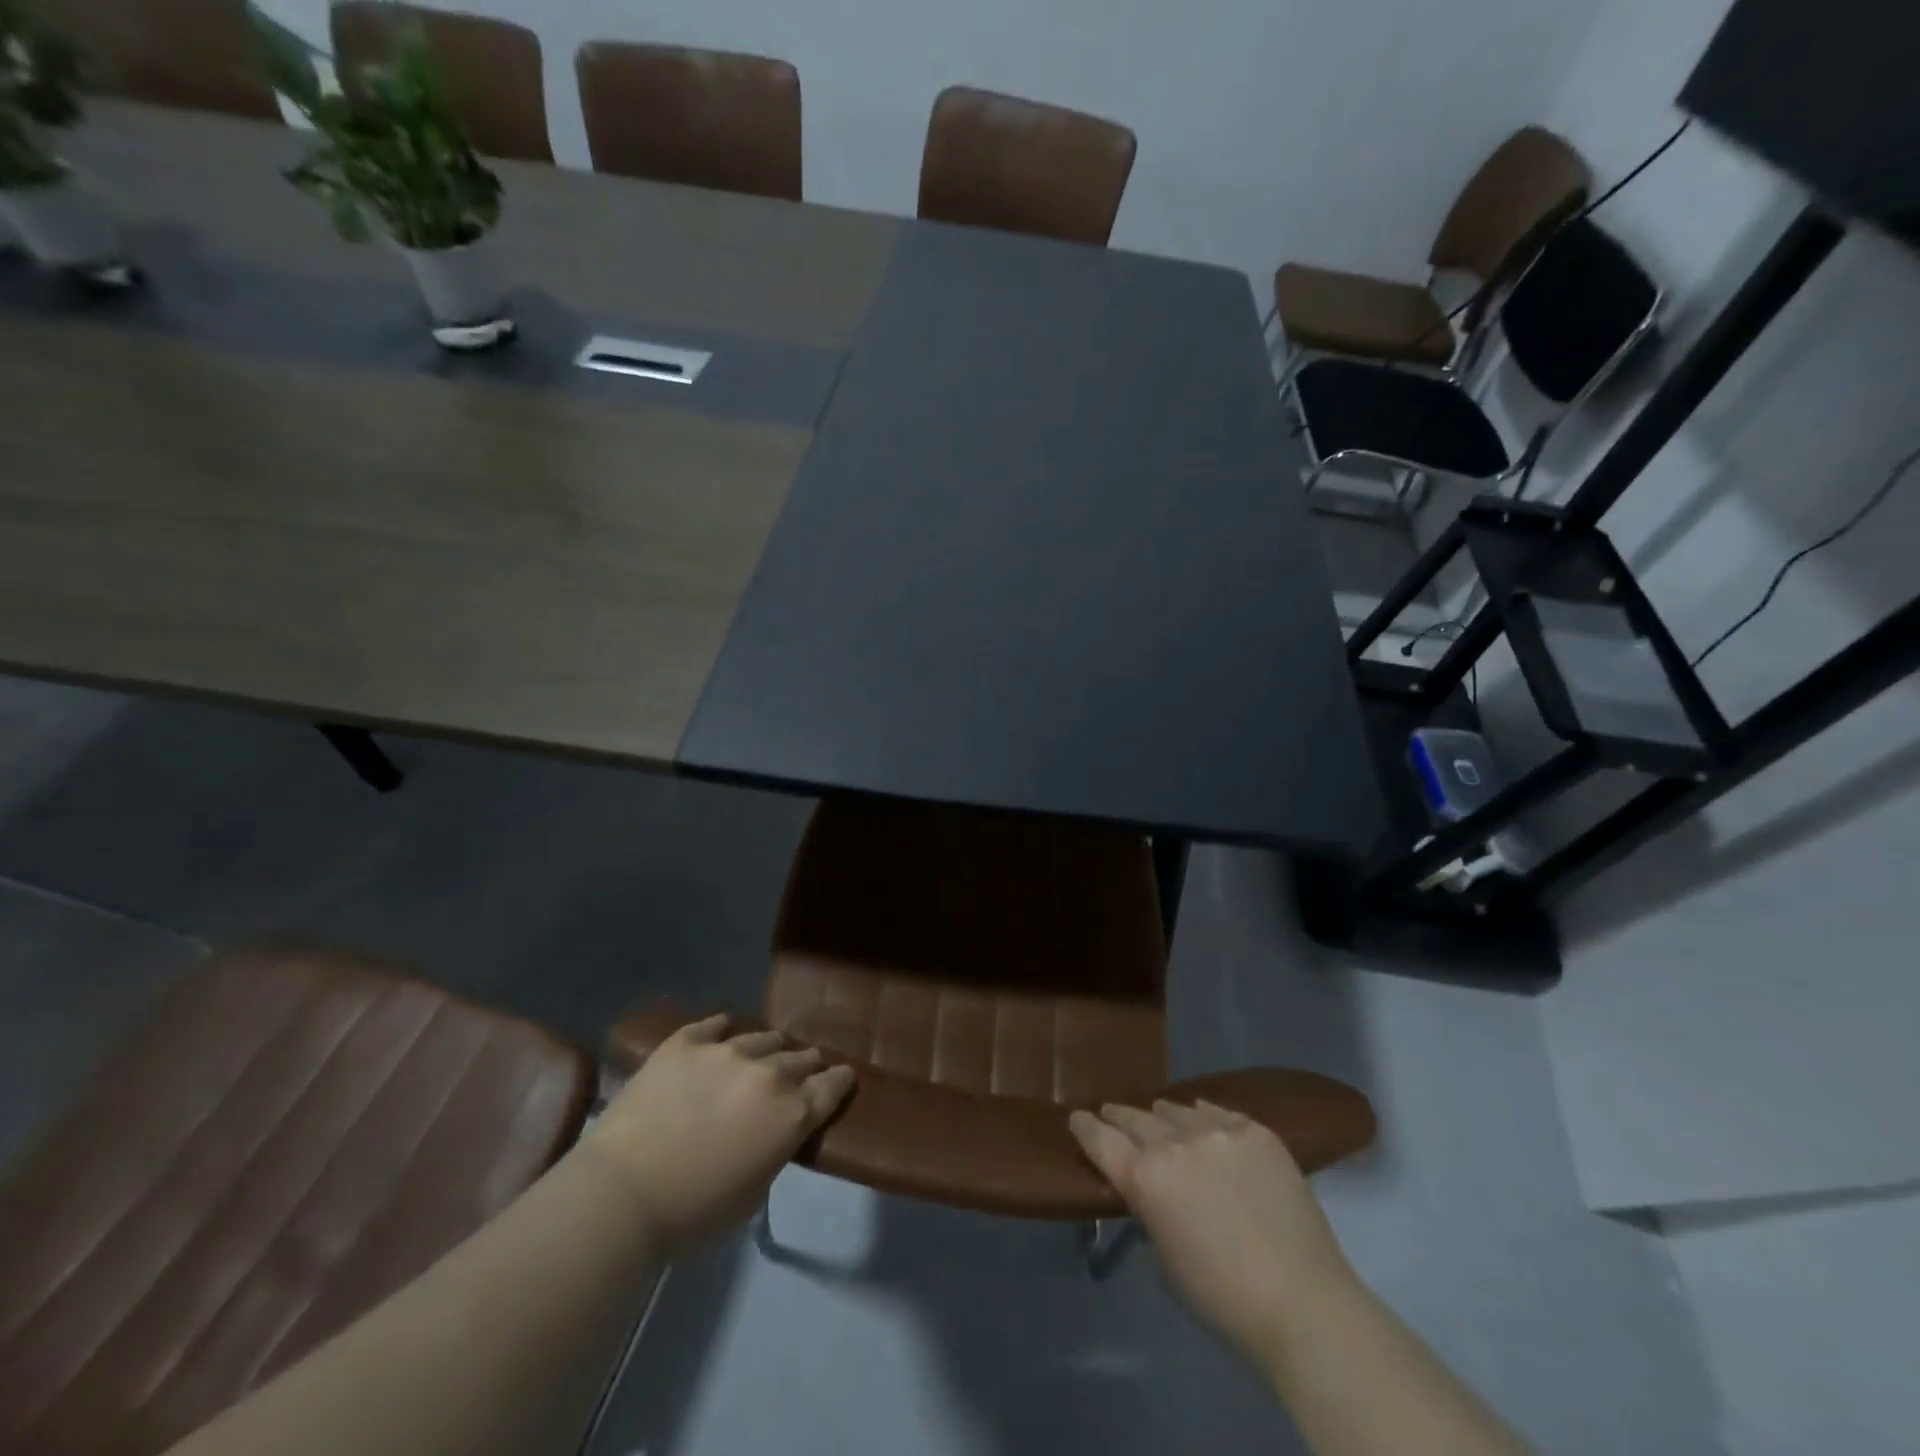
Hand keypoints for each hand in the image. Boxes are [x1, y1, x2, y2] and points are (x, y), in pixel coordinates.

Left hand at [582, 1015, 854, 1255]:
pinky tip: (722, 1034)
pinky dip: (723, 1031)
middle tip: (800, 1073)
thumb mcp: (753, 1192)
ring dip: (769, 1049)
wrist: (622, 1194)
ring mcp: (727, 1050)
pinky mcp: (686, 1042)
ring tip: (761, 1055)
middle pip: (802, 1058)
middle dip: (806, 1065)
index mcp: (792, 1113)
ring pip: (764, 1037)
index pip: (832, 1085)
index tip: (841, 1078)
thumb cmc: (692, 1213)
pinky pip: (716, 1024)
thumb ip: (774, 1149)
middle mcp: (769, 1072)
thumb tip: (774, 1129)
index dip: (840, 1081)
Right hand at [1070, 1099, 1354, 1365]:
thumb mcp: (1164, 1257)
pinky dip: (1202, 1117)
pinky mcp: (1254, 1130)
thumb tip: (1150, 1188)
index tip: (1076, 1117)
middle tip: (1112, 1115)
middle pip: (1134, 1118)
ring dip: (1162, 1117)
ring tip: (1161, 1119)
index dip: (1084, 1126)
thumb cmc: (1222, 1297)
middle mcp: (1174, 1143)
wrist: (1303, 1301)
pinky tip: (1202, 1121)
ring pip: (1175, 1109)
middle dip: (1119, 1117)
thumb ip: (1149, 1209)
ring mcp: (1217, 1131)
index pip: (1099, 1138)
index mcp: (1144, 1178)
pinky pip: (1216, 1110)